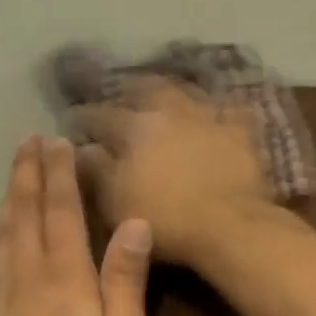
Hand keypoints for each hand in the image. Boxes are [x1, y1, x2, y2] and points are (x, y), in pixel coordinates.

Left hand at [0, 136, 153, 315]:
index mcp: (66, 276)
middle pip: (26, 212)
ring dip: (7, 196)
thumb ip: (126, 281)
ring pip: (1, 232)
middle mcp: (27, 274)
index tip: (58, 142)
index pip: (63, 211)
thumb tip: (135, 222)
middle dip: (29, 173)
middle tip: (29, 141)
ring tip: (12, 171)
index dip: (60, 174)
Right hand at [74, 81, 275, 264]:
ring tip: (167, 101)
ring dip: (174, 95)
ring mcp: (209, 117)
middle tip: (124, 96)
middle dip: (131, 91)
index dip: (85, 118)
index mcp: (135, 127)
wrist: (230, 226)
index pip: (101, 116)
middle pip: (147, 89)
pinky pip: (230, 111)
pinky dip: (220, 111)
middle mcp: (171, 111)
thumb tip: (82, 148)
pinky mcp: (241, 132)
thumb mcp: (115, 201)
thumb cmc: (165, 219)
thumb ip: (96, 170)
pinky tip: (217, 115)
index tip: (74, 119)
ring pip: (187, 93)